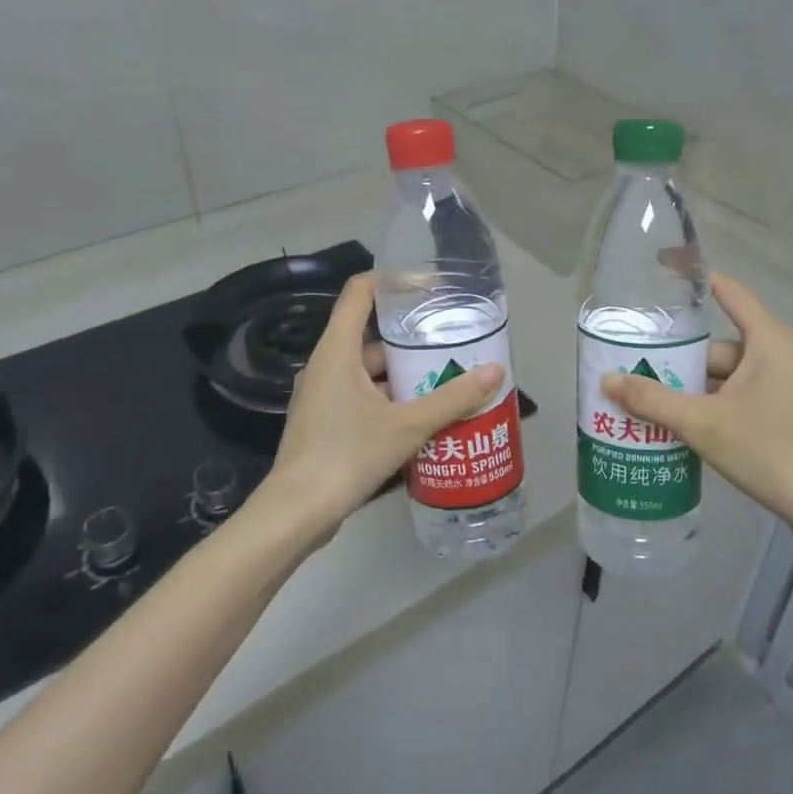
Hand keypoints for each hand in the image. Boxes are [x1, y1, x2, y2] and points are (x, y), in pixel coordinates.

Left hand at [256, 273, 503, 543]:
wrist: (296, 513)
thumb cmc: (347, 455)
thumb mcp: (407, 426)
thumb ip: (452, 398)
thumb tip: (496, 371)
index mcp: (337, 350)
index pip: (361, 291)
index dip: (395, 281)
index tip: (431, 286)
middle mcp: (326, 365)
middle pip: (372, 336)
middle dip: (413, 341)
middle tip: (452, 344)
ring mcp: (322, 395)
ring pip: (370, 372)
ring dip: (405, 375)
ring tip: (447, 381)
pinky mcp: (325, 422)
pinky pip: (363, 397)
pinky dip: (391, 400)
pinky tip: (422, 418)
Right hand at [599, 273, 792, 547]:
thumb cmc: (770, 450)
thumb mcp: (703, 423)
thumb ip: (653, 401)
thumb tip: (606, 380)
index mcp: (767, 340)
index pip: (728, 292)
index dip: (695, 279)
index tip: (661, 269)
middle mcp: (776, 355)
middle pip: (715, 346)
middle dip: (676, 360)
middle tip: (632, 370)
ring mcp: (781, 387)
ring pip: (723, 377)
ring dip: (688, 390)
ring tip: (644, 403)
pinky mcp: (781, 415)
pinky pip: (735, 398)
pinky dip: (708, 407)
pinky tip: (677, 427)